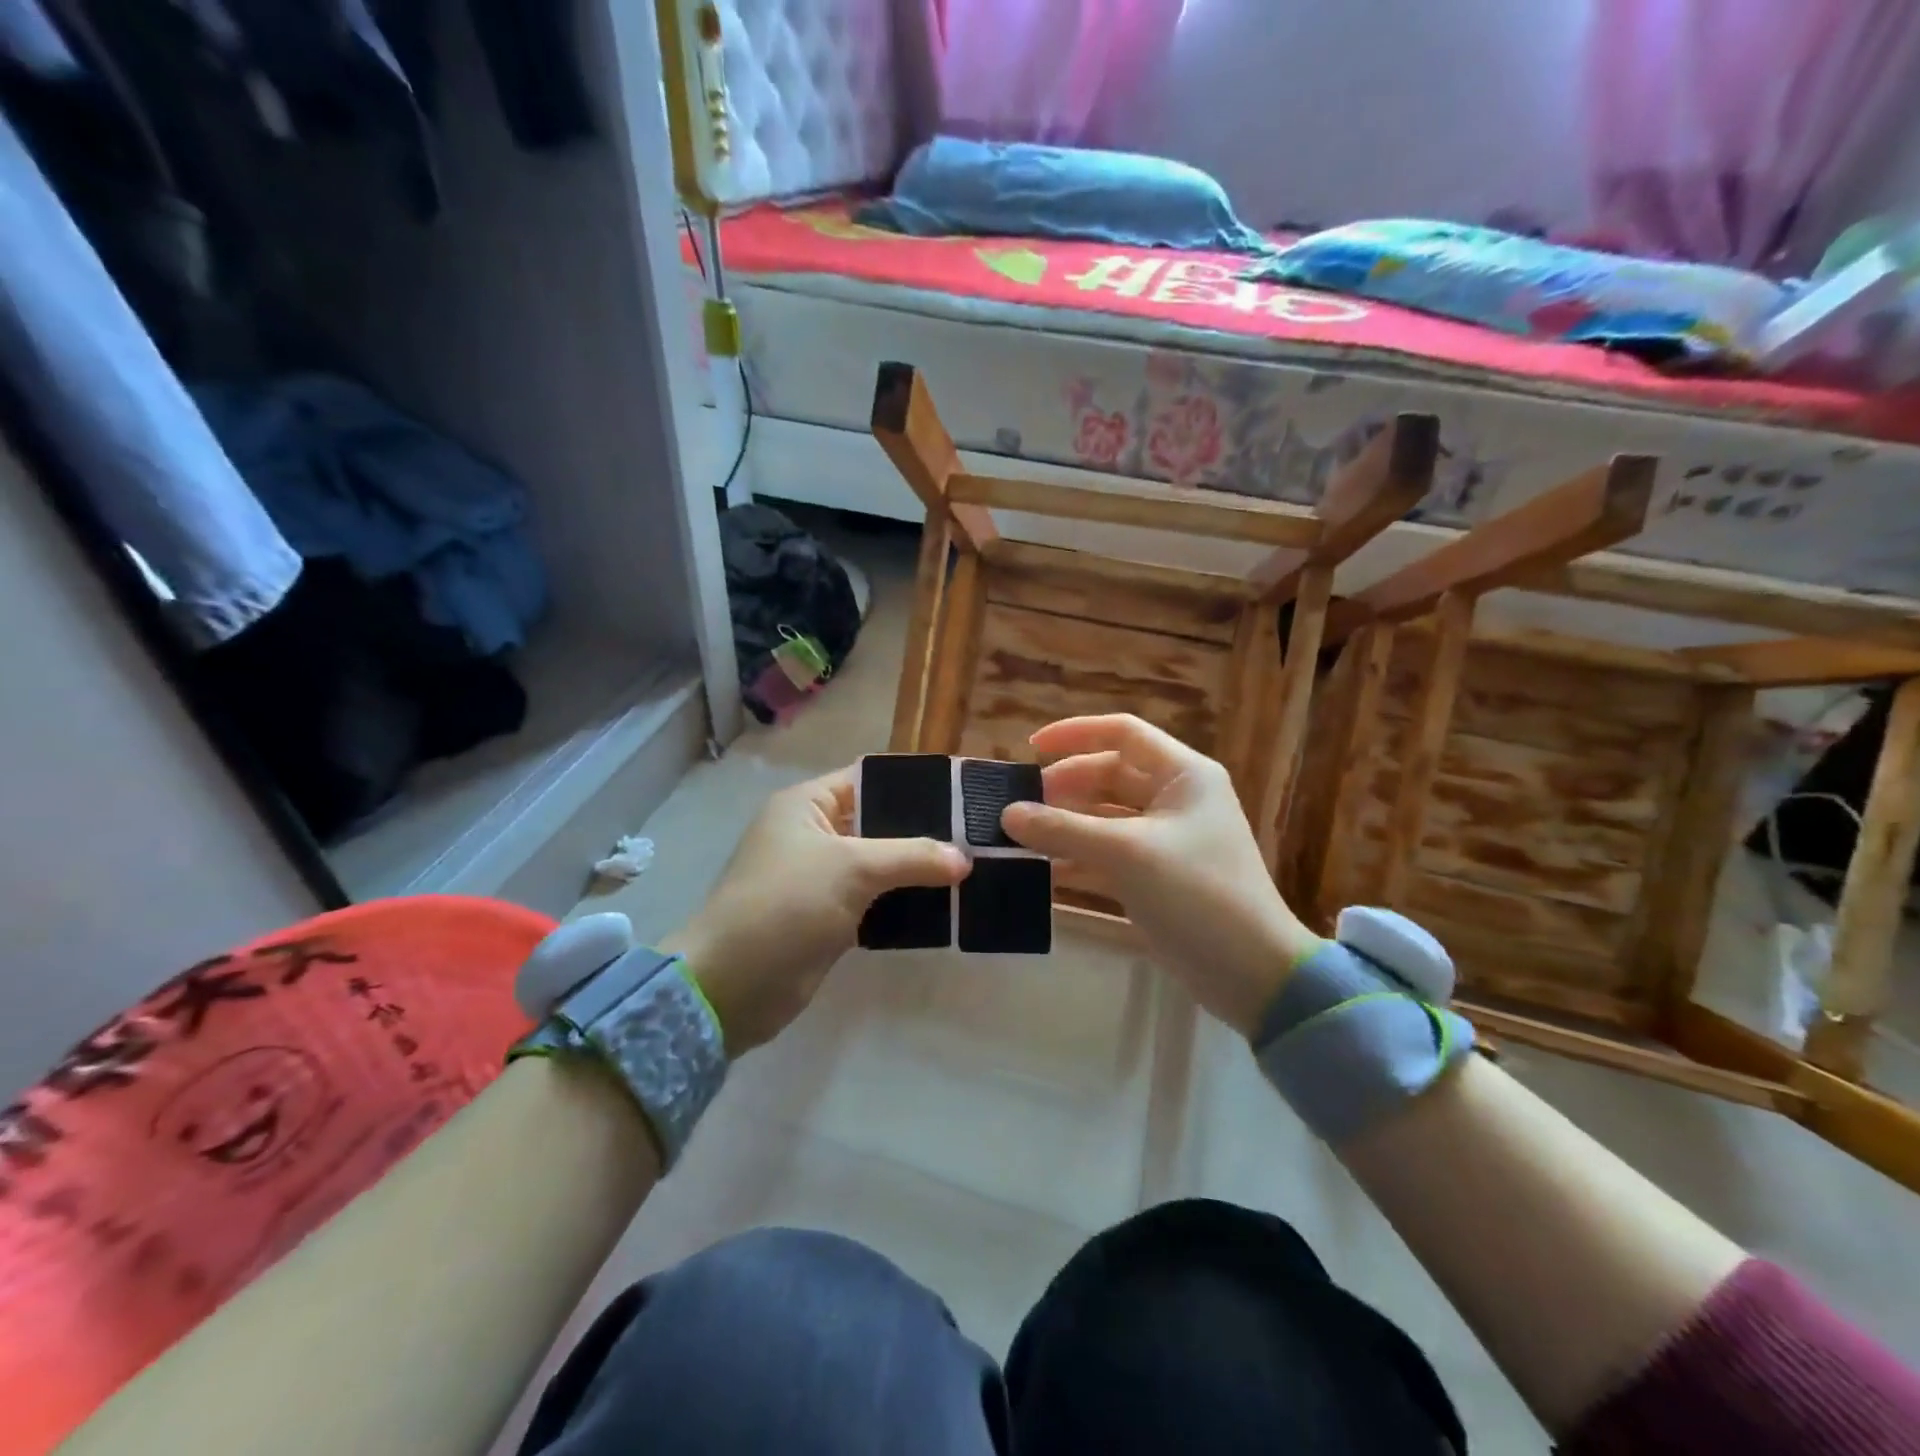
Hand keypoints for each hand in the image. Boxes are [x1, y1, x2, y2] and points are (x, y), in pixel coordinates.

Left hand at [663, 767, 968, 1055]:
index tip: (964, 792)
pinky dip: (904, 901)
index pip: (871, 779)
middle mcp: (814, 833)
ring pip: (881, 864)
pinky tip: (945, 905)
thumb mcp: (851, 868)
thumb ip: (911, 856)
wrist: (732, 986)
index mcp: (808, 804)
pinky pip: (876, 899)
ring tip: (972, 869)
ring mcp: (821, 877)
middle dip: (925, 831)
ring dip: (918, 870)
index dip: (916, 784)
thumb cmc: (786, 904)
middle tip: (977, 836)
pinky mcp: (829, 917)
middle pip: (880, 822)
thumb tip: (964, 858)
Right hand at [1002, 715, 1321, 1038]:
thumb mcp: (1128, 854)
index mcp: (1182, 774)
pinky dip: (1075, 859)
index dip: (1075, 734)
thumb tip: (1007, 814)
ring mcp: (1163, 839)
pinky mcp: (1153, 876)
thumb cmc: (1197, 893)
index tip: (1031, 749)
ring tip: (1019, 838)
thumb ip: (1064, 830)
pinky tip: (1040, 872)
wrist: (1251, 972)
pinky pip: (1106, 855)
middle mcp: (1173, 798)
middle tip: (1020, 807)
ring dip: (1064, 826)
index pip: (1122, 733)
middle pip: (1107, 776)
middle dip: (1063, 787)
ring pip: (1103, 818)